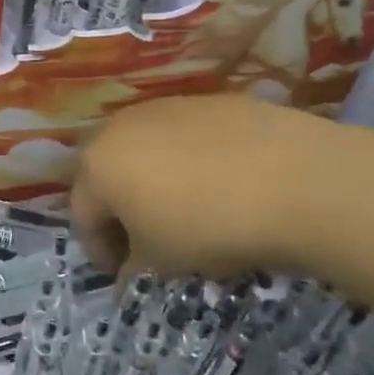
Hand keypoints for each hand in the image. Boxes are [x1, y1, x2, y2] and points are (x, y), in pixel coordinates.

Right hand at [71, 95, 317, 279]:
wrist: (291, 179)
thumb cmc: (207, 226)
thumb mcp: (161, 262)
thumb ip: (133, 267)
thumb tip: (129, 272)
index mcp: (97, 166)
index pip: (82, 215)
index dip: (98, 249)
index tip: (119, 273)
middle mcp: (120, 127)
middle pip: (107, 173)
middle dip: (118, 208)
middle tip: (142, 240)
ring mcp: (165, 107)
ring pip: (143, 149)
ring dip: (150, 180)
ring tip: (180, 209)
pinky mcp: (207, 101)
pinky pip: (183, 137)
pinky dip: (187, 161)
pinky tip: (217, 184)